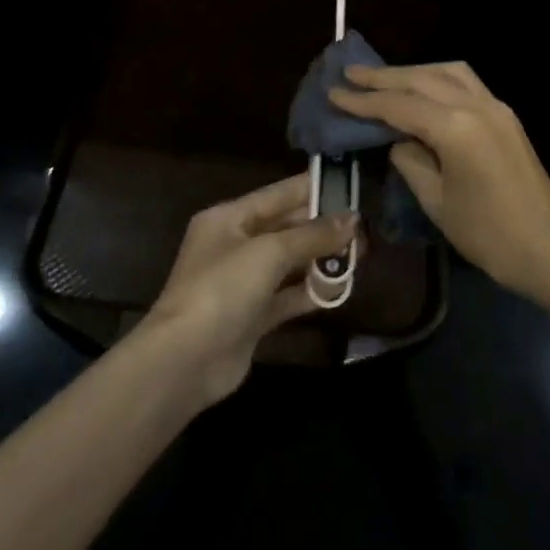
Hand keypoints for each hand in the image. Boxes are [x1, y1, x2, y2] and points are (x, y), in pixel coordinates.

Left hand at [141, 174, 355, 405]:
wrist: (185, 362)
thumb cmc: (222, 290)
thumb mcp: (269, 252)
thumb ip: (312, 235)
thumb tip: (353, 220)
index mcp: (229, 218)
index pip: (278, 194)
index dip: (313, 189)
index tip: (351, 186)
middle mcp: (235, 245)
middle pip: (286, 228)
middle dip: (323, 228)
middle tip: (364, 229)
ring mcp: (243, 283)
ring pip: (290, 263)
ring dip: (321, 260)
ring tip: (361, 256)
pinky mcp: (252, 316)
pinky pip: (288, 296)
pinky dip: (311, 292)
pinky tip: (340, 290)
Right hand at [331, 63, 549, 311]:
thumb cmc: (489, 235)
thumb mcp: (438, 202)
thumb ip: (411, 161)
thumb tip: (399, 139)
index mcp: (456, 127)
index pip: (400, 105)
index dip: (364, 101)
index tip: (334, 92)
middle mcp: (477, 105)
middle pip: (422, 79)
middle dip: (384, 76)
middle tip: (350, 73)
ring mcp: (496, 107)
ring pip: (448, 72)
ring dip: (413, 72)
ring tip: (383, 78)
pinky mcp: (505, 116)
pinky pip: (466, 83)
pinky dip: (438, 79)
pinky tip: (422, 89)